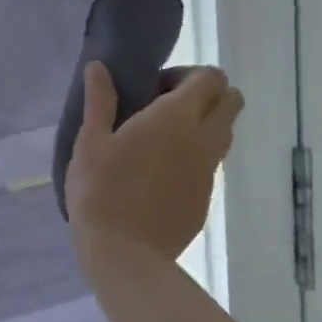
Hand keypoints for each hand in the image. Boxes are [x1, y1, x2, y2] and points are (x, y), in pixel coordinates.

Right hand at [65, 63, 243, 260]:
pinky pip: (210, 163)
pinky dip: (194, 156)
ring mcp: (209, 171)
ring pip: (224, 132)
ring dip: (203, 124)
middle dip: (205, 94)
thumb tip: (99, 67)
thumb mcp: (90, 142)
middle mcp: (203, 139)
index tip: (154, 89)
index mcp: (175, 118)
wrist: (125, 254)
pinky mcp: (206, 197)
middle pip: (231, 100)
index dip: (186, 75)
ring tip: (159, 140)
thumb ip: (99, 100)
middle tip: (163, 107)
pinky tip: (157, 173)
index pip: (210, 77)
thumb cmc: (101, 191)